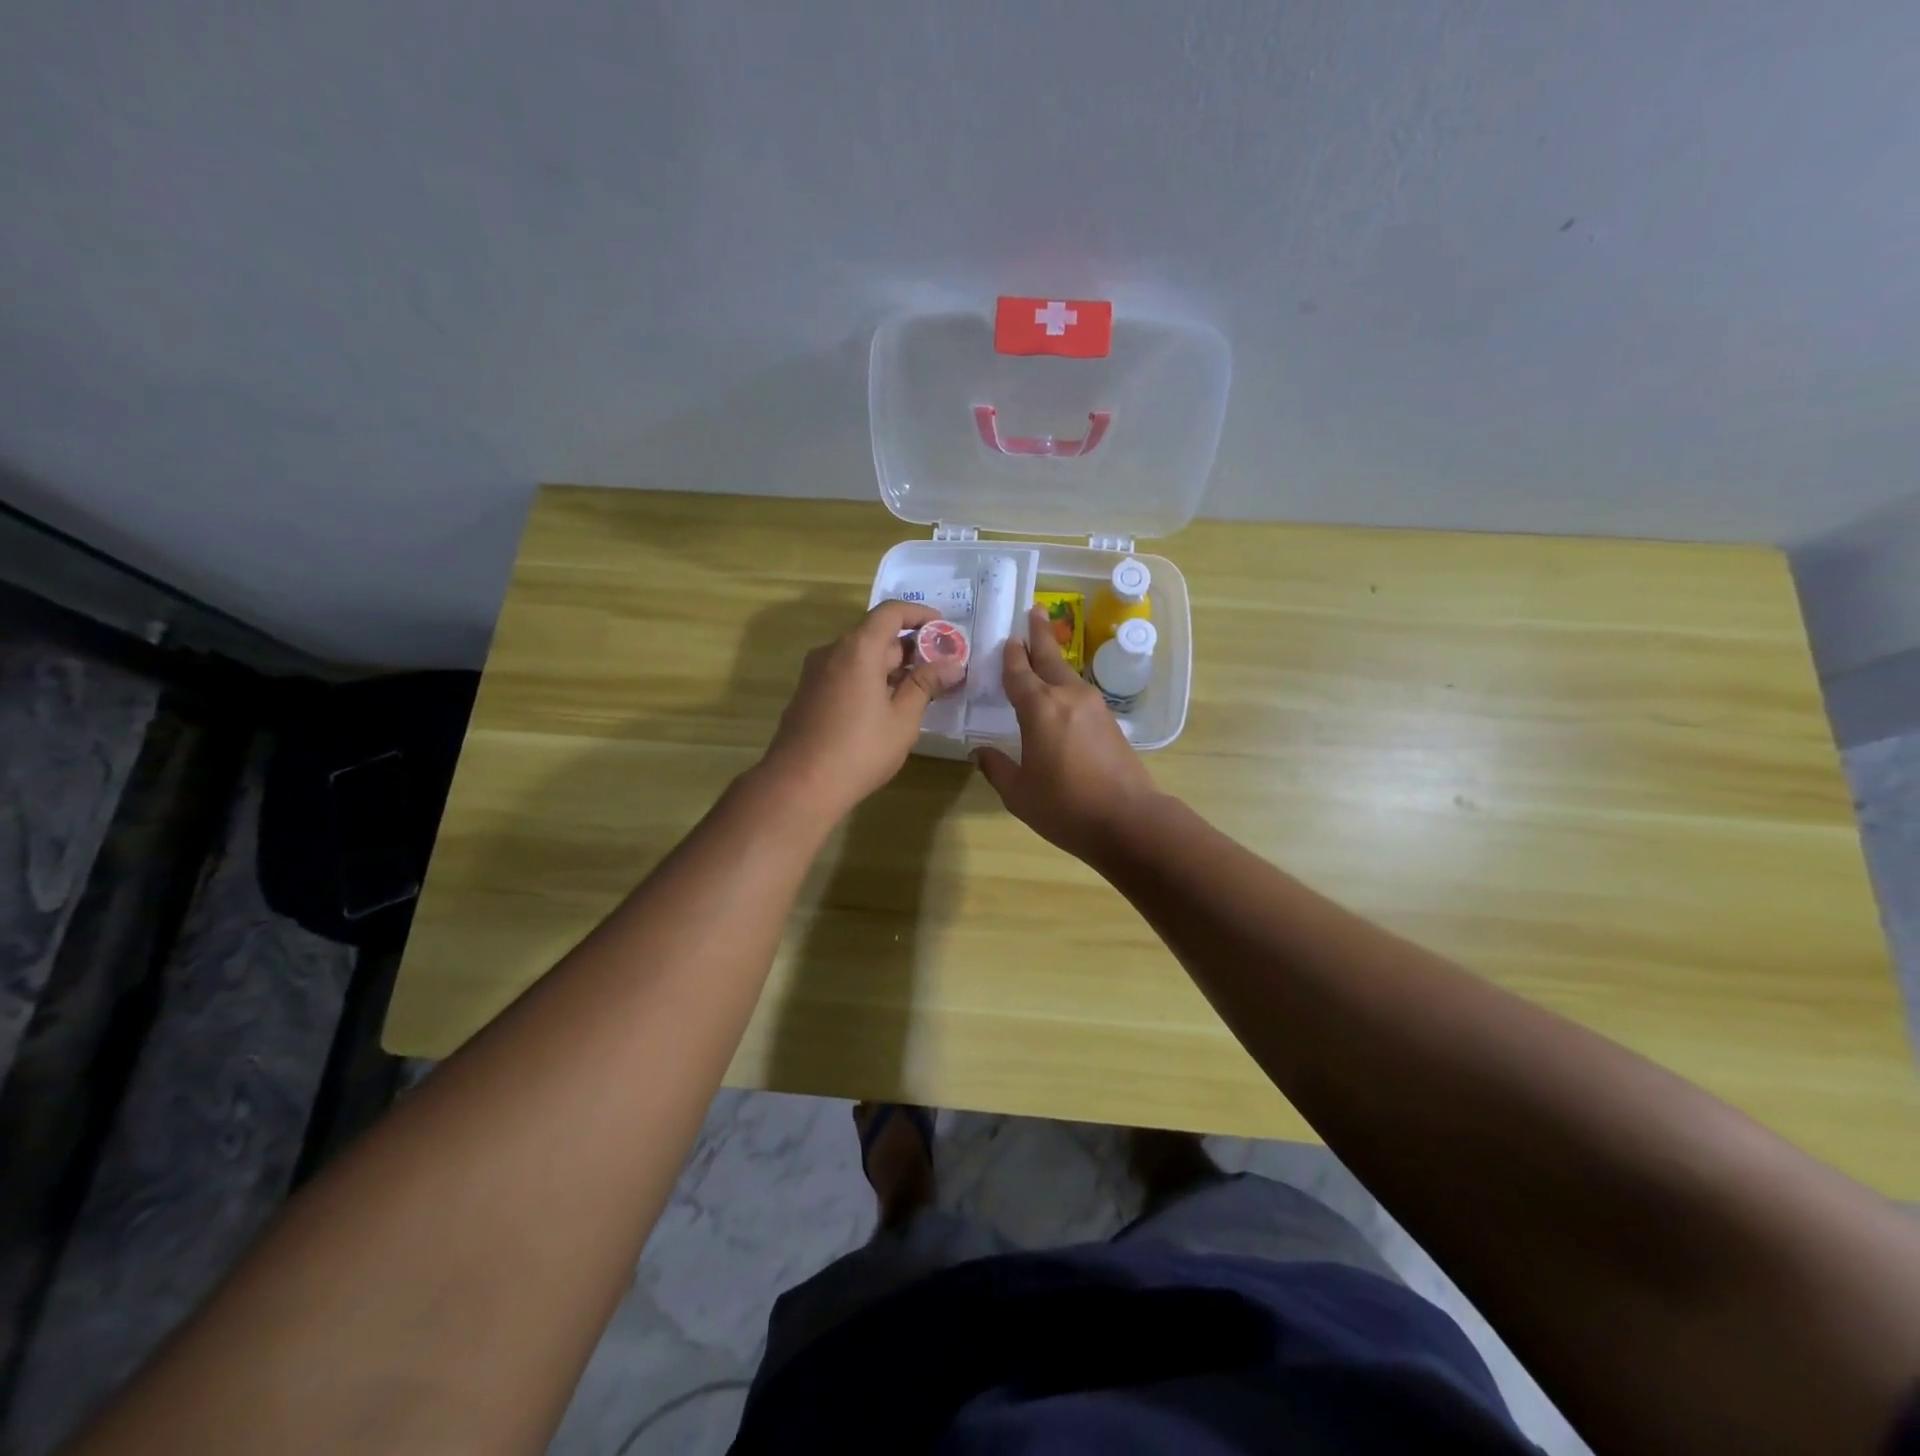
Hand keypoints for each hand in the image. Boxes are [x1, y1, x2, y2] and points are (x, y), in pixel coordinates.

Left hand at [760, 600, 964, 821]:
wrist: (799, 786)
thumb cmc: (859, 750)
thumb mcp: (903, 719)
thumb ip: (926, 685)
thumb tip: (953, 665)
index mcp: (858, 648)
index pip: (891, 612)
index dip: (920, 615)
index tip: (944, 629)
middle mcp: (833, 651)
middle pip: (876, 634)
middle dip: (910, 647)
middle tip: (941, 669)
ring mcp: (816, 673)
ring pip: (861, 656)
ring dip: (891, 666)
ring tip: (920, 690)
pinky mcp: (809, 694)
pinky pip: (846, 673)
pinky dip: (870, 679)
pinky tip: (887, 707)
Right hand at [974, 605, 1161, 860]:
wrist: (1128, 820)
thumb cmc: (1065, 807)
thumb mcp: (1019, 793)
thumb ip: (997, 768)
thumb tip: (980, 751)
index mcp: (1040, 709)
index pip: (1019, 673)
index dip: (1010, 656)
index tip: (1007, 638)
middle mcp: (1068, 697)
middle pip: (1050, 658)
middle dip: (1039, 634)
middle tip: (1034, 610)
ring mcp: (1094, 707)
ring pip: (1068, 673)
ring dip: (1054, 658)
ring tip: (1044, 647)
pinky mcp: (1110, 722)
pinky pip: (1081, 692)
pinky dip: (1067, 683)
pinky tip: (1062, 691)